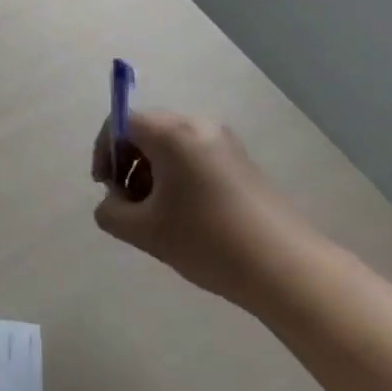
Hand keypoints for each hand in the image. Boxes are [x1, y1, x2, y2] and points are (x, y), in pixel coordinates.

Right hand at [91, 111, 306, 306]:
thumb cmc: (207, 241)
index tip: (106, 187)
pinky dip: (177, 177)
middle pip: (146, 131)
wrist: (286, 268)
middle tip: (129, 204)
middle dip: (128, 164)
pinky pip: (193, 156)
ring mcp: (224, 142)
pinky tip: (184, 216)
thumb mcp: (144, 232)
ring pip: (170, 146)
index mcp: (172, 133)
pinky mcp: (240, 162)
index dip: (104, 151)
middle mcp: (198, 125)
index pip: (121, 122)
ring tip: (156, 215)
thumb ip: (111, 211)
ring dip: (152, 173)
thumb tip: (114, 200)